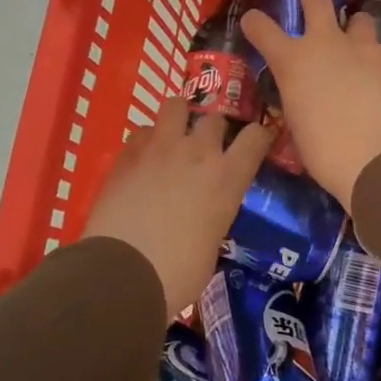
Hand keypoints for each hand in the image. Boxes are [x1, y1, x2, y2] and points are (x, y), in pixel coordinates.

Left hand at [81, 97, 272, 317]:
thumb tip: (206, 217)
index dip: (259, 136)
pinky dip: (147, 140)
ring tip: (174, 139)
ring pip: (175, 106)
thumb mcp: (212, 245)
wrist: (120, 274)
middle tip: (208, 148)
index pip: (256, 137)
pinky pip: (142, 131)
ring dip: (179, 119)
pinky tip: (143, 160)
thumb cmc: (177, 274)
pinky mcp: (126, 155)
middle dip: (215, 129)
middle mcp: (197, 153)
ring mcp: (159, 148)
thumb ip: (214, 217)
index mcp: (227, 178)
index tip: (257, 142)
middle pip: (215, 117)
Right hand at [241, 0, 380, 207]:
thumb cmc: (326, 153)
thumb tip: (307, 93)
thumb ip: (299, 96)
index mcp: (293, 62)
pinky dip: (375, 62)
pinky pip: (380, 54)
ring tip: (355, 41)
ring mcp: (364, 49)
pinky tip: (378, 82)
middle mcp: (327, 44)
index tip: (252, 19)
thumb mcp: (297, 123)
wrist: (380, 162)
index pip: (263, 29)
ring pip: (359, 21)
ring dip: (353, 27)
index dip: (255, 22)